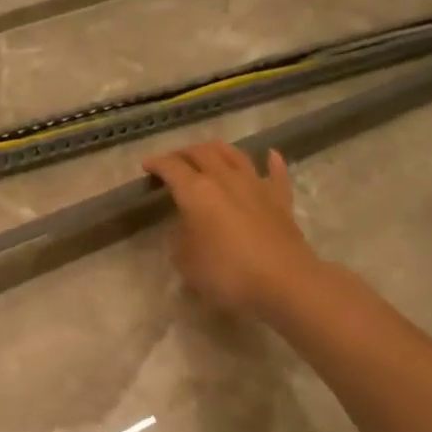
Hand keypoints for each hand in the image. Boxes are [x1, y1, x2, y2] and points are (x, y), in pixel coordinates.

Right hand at [143, 142, 317, 316]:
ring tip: (209, 152)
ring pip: (235, 155)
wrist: (284, 282)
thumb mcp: (186, 262)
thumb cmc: (227, 273)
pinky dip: (272, 162)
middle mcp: (225, 179)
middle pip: (202, 153)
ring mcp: (256, 186)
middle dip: (184, 153)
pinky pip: (276, 173)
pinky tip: (270, 155)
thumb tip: (185, 228)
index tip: (147, 166)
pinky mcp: (280, 200)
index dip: (157, 164)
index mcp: (196, 191)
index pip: (171, 168)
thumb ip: (180, 239)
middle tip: (174, 160)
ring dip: (218, 150)